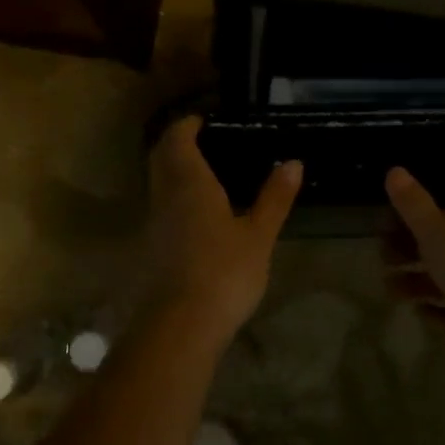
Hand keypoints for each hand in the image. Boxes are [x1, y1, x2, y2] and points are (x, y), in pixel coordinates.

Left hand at [134, 117, 301, 343]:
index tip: (206, 120)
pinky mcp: (152, 246)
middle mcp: (164, 194)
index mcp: (189, 182)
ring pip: (158, 181)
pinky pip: (161, 205)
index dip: (188, 124)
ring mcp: (154, 221)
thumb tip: (293, 162)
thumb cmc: (224, 272)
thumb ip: (274, 197)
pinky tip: (199, 211)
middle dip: (178, 142)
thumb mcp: (258, 234)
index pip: (178, 138)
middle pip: (161, 155)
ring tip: (208, 173)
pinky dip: (175, 195)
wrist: (181, 325)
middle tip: (206, 141)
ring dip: (174, 169)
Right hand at [382, 167, 444, 331]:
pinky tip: (417, 310)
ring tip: (388, 287)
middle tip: (381, 255)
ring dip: (418, 281)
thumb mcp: (435, 229)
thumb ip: (413, 204)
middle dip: (411, 249)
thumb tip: (394, 170)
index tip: (386, 223)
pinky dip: (438, 309)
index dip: (417, 214)